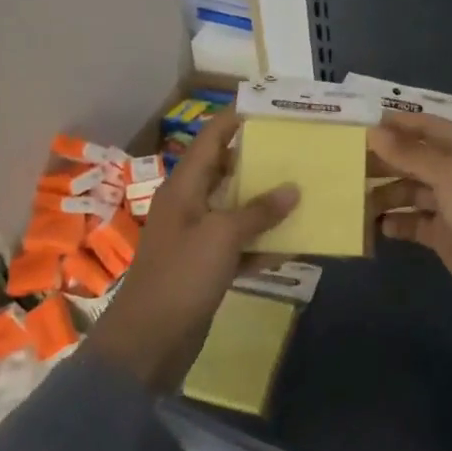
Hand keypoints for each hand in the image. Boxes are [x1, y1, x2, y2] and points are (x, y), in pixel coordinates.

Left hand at [86, 107, 298, 390]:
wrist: (149, 341)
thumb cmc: (182, 276)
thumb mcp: (222, 236)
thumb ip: (258, 210)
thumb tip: (292, 188)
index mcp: (184, 186)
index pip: (212, 138)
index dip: (237, 119)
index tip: (271, 109)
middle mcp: (189, 204)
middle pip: (226, 171)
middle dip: (260, 161)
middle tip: (297, 151)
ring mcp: (196, 236)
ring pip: (235, 209)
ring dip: (265, 204)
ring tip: (302, 192)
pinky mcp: (204, 267)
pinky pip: (238, 245)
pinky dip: (260, 244)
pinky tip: (290, 245)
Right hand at [371, 113, 451, 346]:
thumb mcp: (451, 174)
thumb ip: (410, 153)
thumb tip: (373, 131)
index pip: (425, 126)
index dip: (393, 125)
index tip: (355, 126)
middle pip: (414, 158)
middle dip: (383, 160)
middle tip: (343, 163)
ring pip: (410, 191)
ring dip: (384, 193)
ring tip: (352, 197)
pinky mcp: (444, 237)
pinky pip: (412, 223)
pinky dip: (394, 222)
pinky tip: (372, 225)